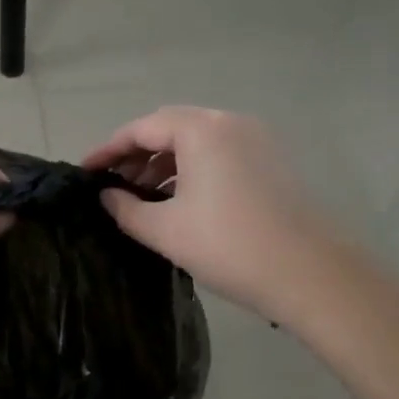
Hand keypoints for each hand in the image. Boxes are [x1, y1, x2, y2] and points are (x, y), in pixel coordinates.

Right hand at [83, 107, 332, 316]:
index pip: (141, 129)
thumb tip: (106, 196)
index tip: (85, 171)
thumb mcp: (165, 230)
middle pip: (170, 128)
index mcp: (201, 130)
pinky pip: (219, 154)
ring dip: (164, 163)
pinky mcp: (272, 161)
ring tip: (140, 195)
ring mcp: (256, 140)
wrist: (312, 275)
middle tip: (111, 182)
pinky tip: (178, 200)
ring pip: (196, 141)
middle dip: (136, 154)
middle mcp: (230, 123)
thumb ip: (126, 208)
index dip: (108, 149)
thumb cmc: (230, 246)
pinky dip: (192, 170)